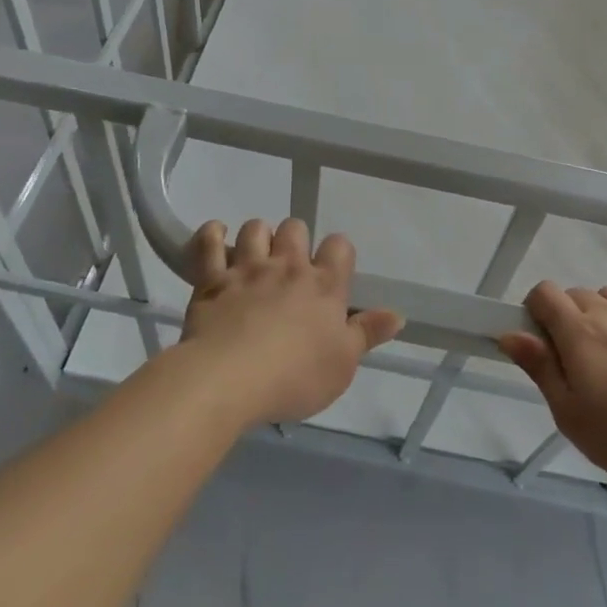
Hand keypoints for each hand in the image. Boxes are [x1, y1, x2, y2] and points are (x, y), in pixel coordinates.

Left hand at [181, 218, 401, 426]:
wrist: (229, 379)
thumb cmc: (295, 376)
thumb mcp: (343, 364)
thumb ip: (367, 334)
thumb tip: (398, 314)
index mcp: (324, 285)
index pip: (340, 246)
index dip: (337, 253)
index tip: (332, 271)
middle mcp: (288, 266)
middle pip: (295, 227)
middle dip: (294, 239)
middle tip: (290, 267)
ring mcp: (247, 268)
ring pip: (255, 228)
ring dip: (257, 236)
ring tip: (255, 257)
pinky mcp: (211, 279)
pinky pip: (209, 242)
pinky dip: (212, 235)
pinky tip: (215, 238)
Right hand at [498, 283, 606, 485]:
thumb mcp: (568, 413)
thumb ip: (539, 367)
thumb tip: (509, 334)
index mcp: (576, 330)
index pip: (543, 292)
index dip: (535, 311)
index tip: (541, 343)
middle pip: (576, 294)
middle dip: (567, 318)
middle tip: (577, 362)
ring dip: (602, 313)